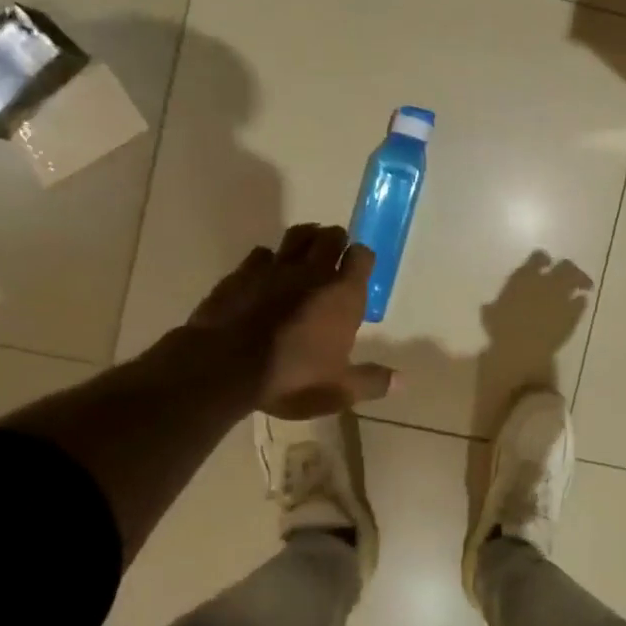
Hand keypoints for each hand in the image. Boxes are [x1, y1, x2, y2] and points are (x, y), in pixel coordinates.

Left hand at [189, 224, 393, 418]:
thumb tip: (401, 380)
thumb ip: (371, 381)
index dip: (362, 258)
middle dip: (336, 241)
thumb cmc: (292, 376)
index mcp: (343, 294)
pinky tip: (267, 272)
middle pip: (330, 236)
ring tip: (306, 251)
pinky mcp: (242, 273)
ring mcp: (275, 268)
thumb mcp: (338, 389)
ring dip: (306, 239)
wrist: (224, 366)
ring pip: (297, 236)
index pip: (362, 256)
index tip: (360, 268)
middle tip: (334, 255)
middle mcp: (313, 272)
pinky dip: (268, 258)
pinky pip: (261, 253)